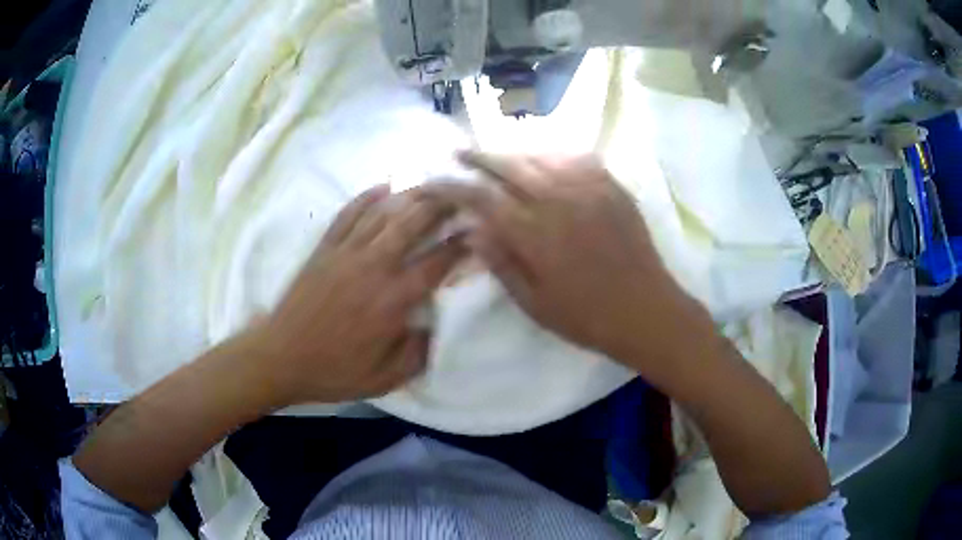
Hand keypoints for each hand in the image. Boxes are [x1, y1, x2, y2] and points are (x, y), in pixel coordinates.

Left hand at [254, 184, 463, 404]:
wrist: (281, 358)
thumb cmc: (334, 371)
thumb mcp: (385, 379)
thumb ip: (418, 353)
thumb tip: (435, 325)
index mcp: (392, 300)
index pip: (436, 263)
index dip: (460, 244)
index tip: (477, 231)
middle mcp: (373, 267)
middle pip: (411, 224)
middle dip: (440, 206)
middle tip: (459, 196)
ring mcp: (346, 253)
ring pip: (382, 213)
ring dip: (409, 196)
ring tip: (431, 185)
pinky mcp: (324, 249)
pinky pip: (348, 215)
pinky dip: (366, 197)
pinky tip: (382, 187)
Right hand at [430, 152, 711, 377]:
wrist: (646, 311)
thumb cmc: (587, 317)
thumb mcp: (534, 304)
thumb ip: (502, 263)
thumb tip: (473, 230)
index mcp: (535, 233)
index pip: (482, 197)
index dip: (452, 186)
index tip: (432, 181)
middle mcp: (558, 200)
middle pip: (509, 165)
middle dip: (478, 156)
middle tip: (458, 151)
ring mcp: (589, 189)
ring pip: (541, 155)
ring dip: (513, 152)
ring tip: (497, 154)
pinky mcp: (612, 187)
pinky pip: (576, 158)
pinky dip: (553, 154)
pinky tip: (545, 159)